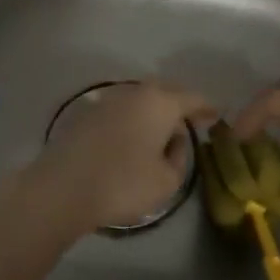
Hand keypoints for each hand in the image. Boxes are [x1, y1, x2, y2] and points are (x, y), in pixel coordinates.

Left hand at [25, 80, 217, 235]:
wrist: (63, 187)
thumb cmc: (123, 183)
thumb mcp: (166, 181)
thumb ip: (179, 158)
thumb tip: (172, 142)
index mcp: (160, 103)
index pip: (192, 98)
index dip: (207, 108)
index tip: (216, 115)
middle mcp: (135, 93)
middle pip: (165, 93)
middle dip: (179, 105)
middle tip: (190, 121)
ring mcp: (108, 100)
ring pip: (141, 100)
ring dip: (153, 113)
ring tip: (160, 134)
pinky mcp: (87, 113)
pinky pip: (121, 111)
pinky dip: (133, 121)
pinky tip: (132, 139)